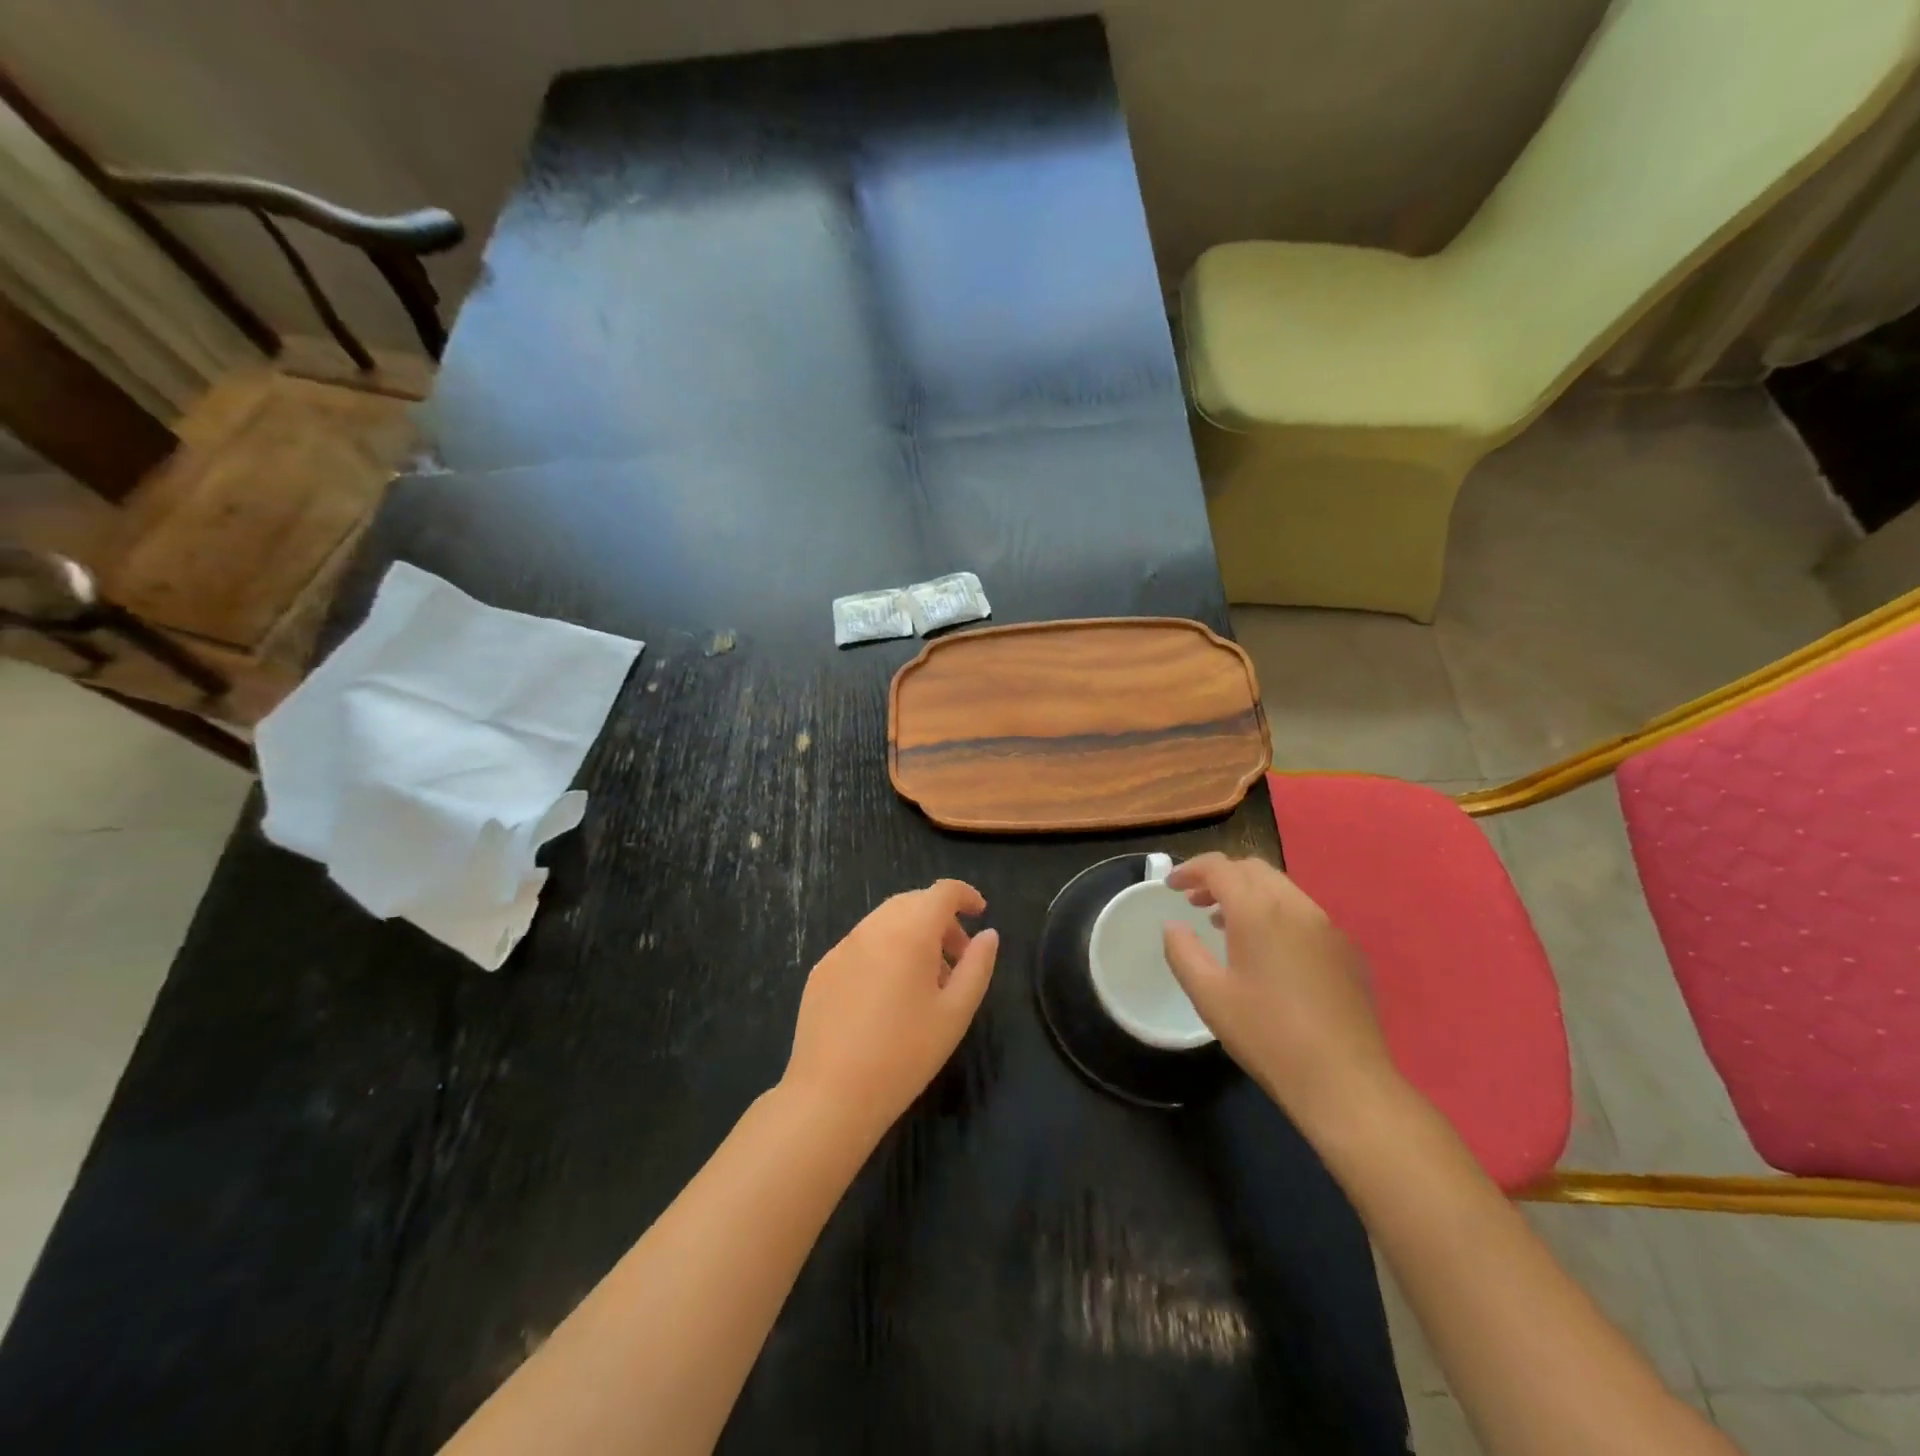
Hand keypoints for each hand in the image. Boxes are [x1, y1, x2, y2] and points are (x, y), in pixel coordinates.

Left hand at [781, 879, 998, 1145]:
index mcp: (909, 932)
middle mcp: (873, 928)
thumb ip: (978, 966)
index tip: (980, 913)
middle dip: (940, 918)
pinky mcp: (822, 969)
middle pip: (912, 902)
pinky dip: (883, 951)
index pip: (941, 892)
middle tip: (957, 956)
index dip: (965, 895)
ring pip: (885, 921)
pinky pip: (861, 944)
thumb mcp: (955, 1013)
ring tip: (925, 980)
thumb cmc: (905, 1054)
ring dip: (911, 934)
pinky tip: (886, 996)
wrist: (831, 1095)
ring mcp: (842, 947)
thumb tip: (988, 934)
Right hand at [1161, 853, 1398, 1132]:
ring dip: (1248, 894)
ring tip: (1224, 923)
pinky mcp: (1347, 950)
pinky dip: (1276, 913)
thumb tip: (1174, 926)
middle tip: (1195, 900)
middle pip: (1253, 869)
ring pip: (1281, 888)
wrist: (1345, 1080)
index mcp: (1258, 911)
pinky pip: (1304, 913)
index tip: (1171, 886)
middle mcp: (1296, 906)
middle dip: (1220, 877)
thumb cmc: (1267, 1035)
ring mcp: (1327, 926)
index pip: (1220, 867)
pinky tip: (1268, 951)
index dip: (1190, 869)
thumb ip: (1183, 952)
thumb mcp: (1208, 995)